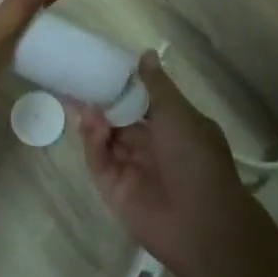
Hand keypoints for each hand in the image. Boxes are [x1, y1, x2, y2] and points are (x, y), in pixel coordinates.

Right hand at [76, 55, 257, 276]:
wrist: (201, 222)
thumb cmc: (195, 157)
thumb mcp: (178, 112)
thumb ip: (156, 85)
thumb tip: (146, 54)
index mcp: (171, 127)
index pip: (141, 102)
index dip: (122, 85)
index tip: (101, 66)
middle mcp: (151, 147)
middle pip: (118, 119)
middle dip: (100, 102)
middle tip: (76, 81)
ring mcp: (132, 169)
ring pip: (105, 139)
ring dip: (94, 120)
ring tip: (81, 102)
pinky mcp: (115, 190)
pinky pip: (99, 162)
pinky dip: (93, 143)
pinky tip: (91, 125)